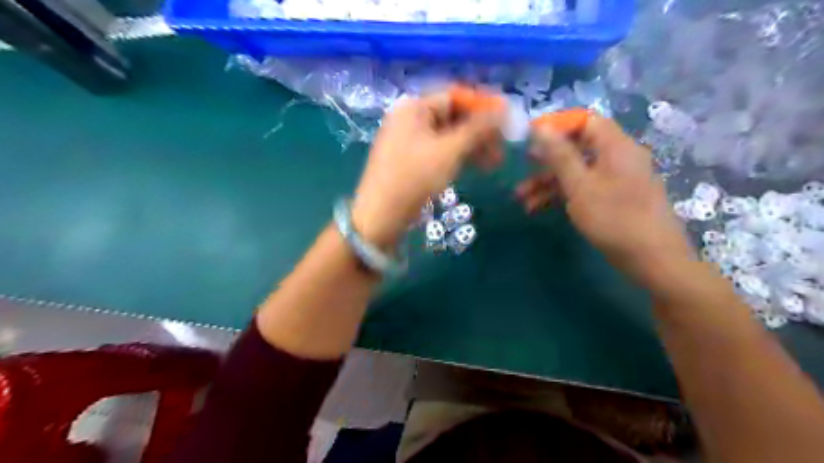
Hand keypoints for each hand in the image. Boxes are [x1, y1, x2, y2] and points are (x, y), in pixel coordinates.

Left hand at [349, 91, 501, 246]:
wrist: (380, 216)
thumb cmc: (414, 178)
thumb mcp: (449, 150)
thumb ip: (478, 128)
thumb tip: (505, 108)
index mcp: (414, 108)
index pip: (455, 97)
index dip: (482, 106)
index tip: (507, 119)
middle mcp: (409, 119)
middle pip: (452, 117)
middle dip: (479, 132)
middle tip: (502, 148)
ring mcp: (408, 141)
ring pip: (447, 137)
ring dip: (472, 147)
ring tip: (494, 164)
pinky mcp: (410, 161)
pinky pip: (438, 151)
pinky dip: (457, 157)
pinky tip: (474, 167)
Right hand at [514, 115, 693, 282]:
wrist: (652, 259)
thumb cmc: (614, 218)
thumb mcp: (580, 185)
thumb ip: (559, 155)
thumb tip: (541, 128)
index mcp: (615, 146)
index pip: (585, 121)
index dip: (557, 126)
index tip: (530, 138)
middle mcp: (616, 158)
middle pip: (577, 148)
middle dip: (546, 160)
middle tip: (522, 168)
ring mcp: (614, 180)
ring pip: (576, 172)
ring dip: (548, 182)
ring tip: (521, 198)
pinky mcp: (611, 199)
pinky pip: (582, 188)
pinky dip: (561, 195)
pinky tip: (537, 208)